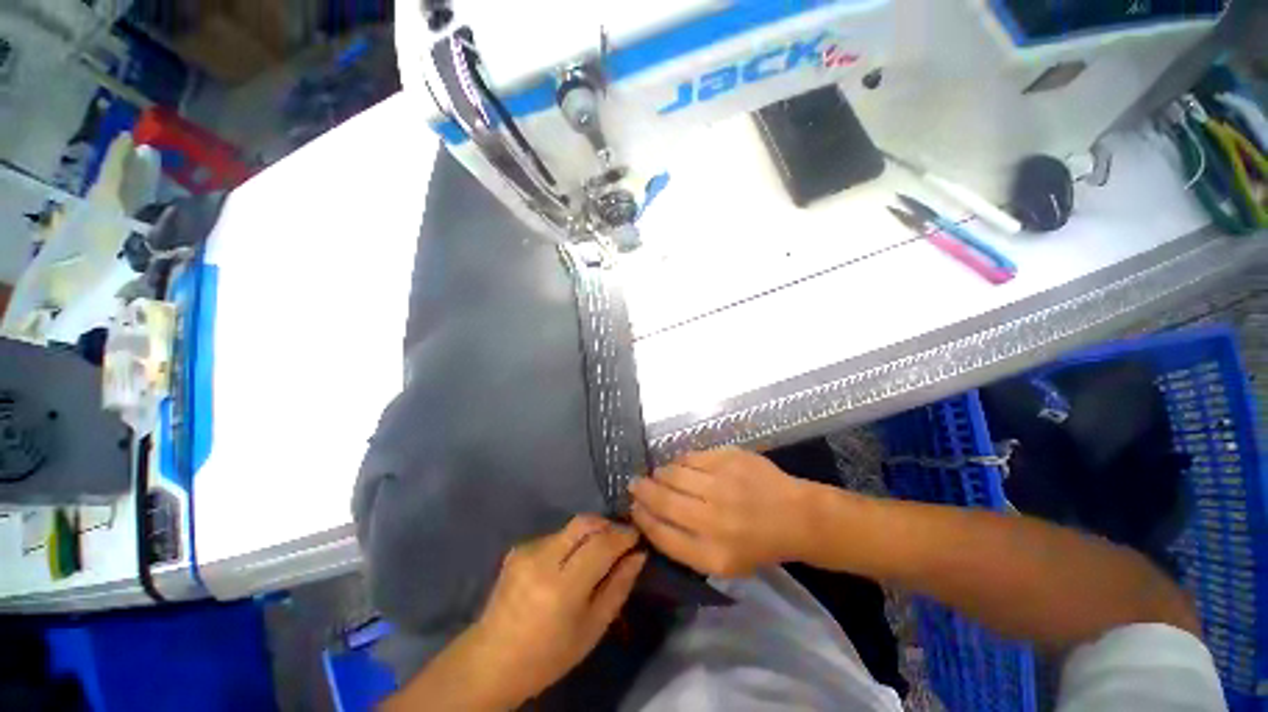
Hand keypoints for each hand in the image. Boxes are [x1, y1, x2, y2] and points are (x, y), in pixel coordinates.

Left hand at [467, 515, 646, 705]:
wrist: (492, 660)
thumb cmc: (549, 655)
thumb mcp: (593, 629)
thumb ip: (618, 587)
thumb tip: (638, 555)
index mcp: (563, 587)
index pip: (602, 544)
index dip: (623, 535)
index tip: (637, 536)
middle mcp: (543, 559)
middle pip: (585, 522)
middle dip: (607, 524)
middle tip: (620, 538)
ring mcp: (527, 550)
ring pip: (571, 526)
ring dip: (589, 533)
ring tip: (596, 554)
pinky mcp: (519, 548)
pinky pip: (556, 534)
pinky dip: (570, 542)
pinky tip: (569, 563)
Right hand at [629, 448, 810, 576]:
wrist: (796, 517)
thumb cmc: (758, 544)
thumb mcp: (723, 563)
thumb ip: (686, 545)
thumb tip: (651, 516)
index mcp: (712, 555)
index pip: (661, 534)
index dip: (642, 519)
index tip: (633, 508)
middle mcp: (714, 520)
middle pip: (663, 502)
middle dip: (642, 491)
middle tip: (634, 484)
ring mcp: (722, 485)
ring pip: (673, 474)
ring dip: (660, 474)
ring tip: (658, 475)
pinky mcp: (729, 459)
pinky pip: (691, 457)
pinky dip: (680, 461)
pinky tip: (680, 465)